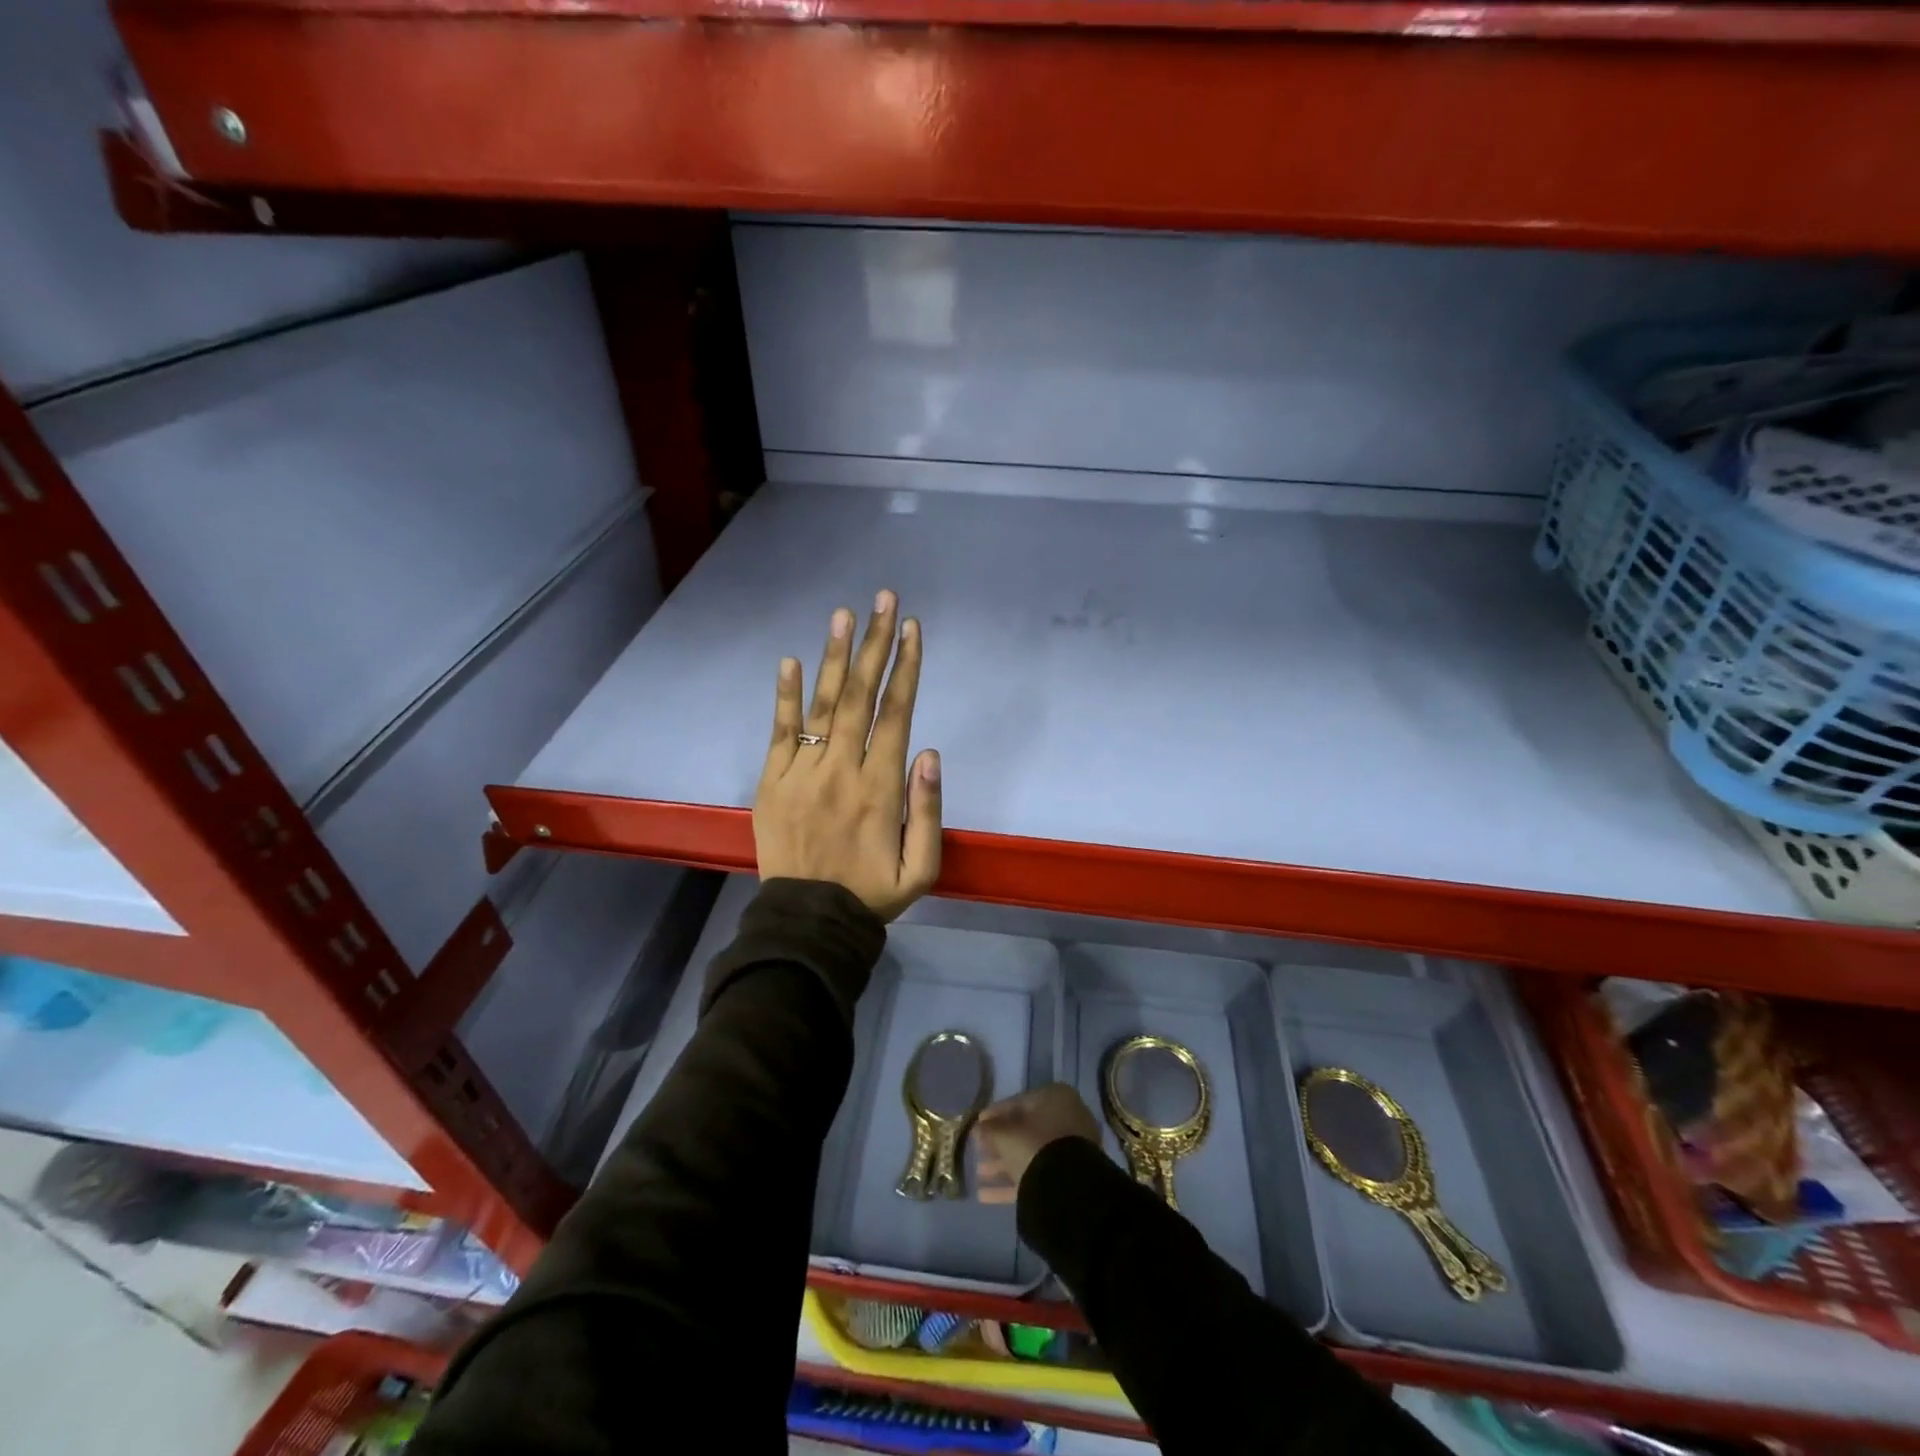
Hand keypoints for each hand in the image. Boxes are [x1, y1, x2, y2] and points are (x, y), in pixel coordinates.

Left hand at [755, 590, 941, 921]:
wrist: (808, 921)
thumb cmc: (872, 893)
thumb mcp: (922, 868)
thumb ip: (928, 810)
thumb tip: (929, 751)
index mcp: (880, 787)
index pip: (896, 714)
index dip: (906, 668)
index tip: (912, 629)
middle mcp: (842, 769)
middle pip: (861, 696)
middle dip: (876, 645)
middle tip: (884, 600)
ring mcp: (802, 773)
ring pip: (822, 705)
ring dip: (835, 657)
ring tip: (844, 615)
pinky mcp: (772, 782)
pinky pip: (780, 733)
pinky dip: (785, 697)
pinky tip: (790, 661)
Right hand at [974, 1084, 1101, 1204]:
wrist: (1067, 1188)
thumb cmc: (1034, 1145)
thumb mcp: (1004, 1135)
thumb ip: (988, 1129)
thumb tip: (977, 1128)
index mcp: (1055, 1097)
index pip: (1019, 1102)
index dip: (995, 1114)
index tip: (978, 1124)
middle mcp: (1067, 1119)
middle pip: (1025, 1130)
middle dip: (1000, 1142)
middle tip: (979, 1149)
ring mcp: (1070, 1150)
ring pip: (1031, 1154)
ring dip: (1003, 1164)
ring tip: (979, 1173)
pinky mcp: (1068, 1178)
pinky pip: (1037, 1176)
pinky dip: (1013, 1184)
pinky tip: (985, 1195)